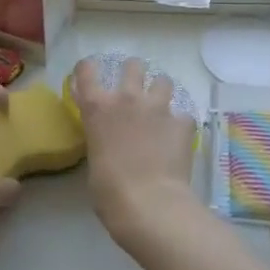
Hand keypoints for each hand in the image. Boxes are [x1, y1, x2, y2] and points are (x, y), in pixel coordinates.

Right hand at [73, 57, 197, 245]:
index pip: (86, 70)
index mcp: (97, 108)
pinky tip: (178, 138)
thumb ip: (100, 138)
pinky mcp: (183, 122)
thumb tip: (109, 139)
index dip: (88, 70)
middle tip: (135, 89)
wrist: (148, 203)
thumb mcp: (94, 159)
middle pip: (133, 65)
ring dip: (160, 92)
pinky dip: (180, 124)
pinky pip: (183, 115)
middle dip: (134, 73)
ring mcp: (158, 108)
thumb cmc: (109, 191)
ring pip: (163, 81)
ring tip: (160, 108)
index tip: (90, 74)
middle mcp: (127, 98)